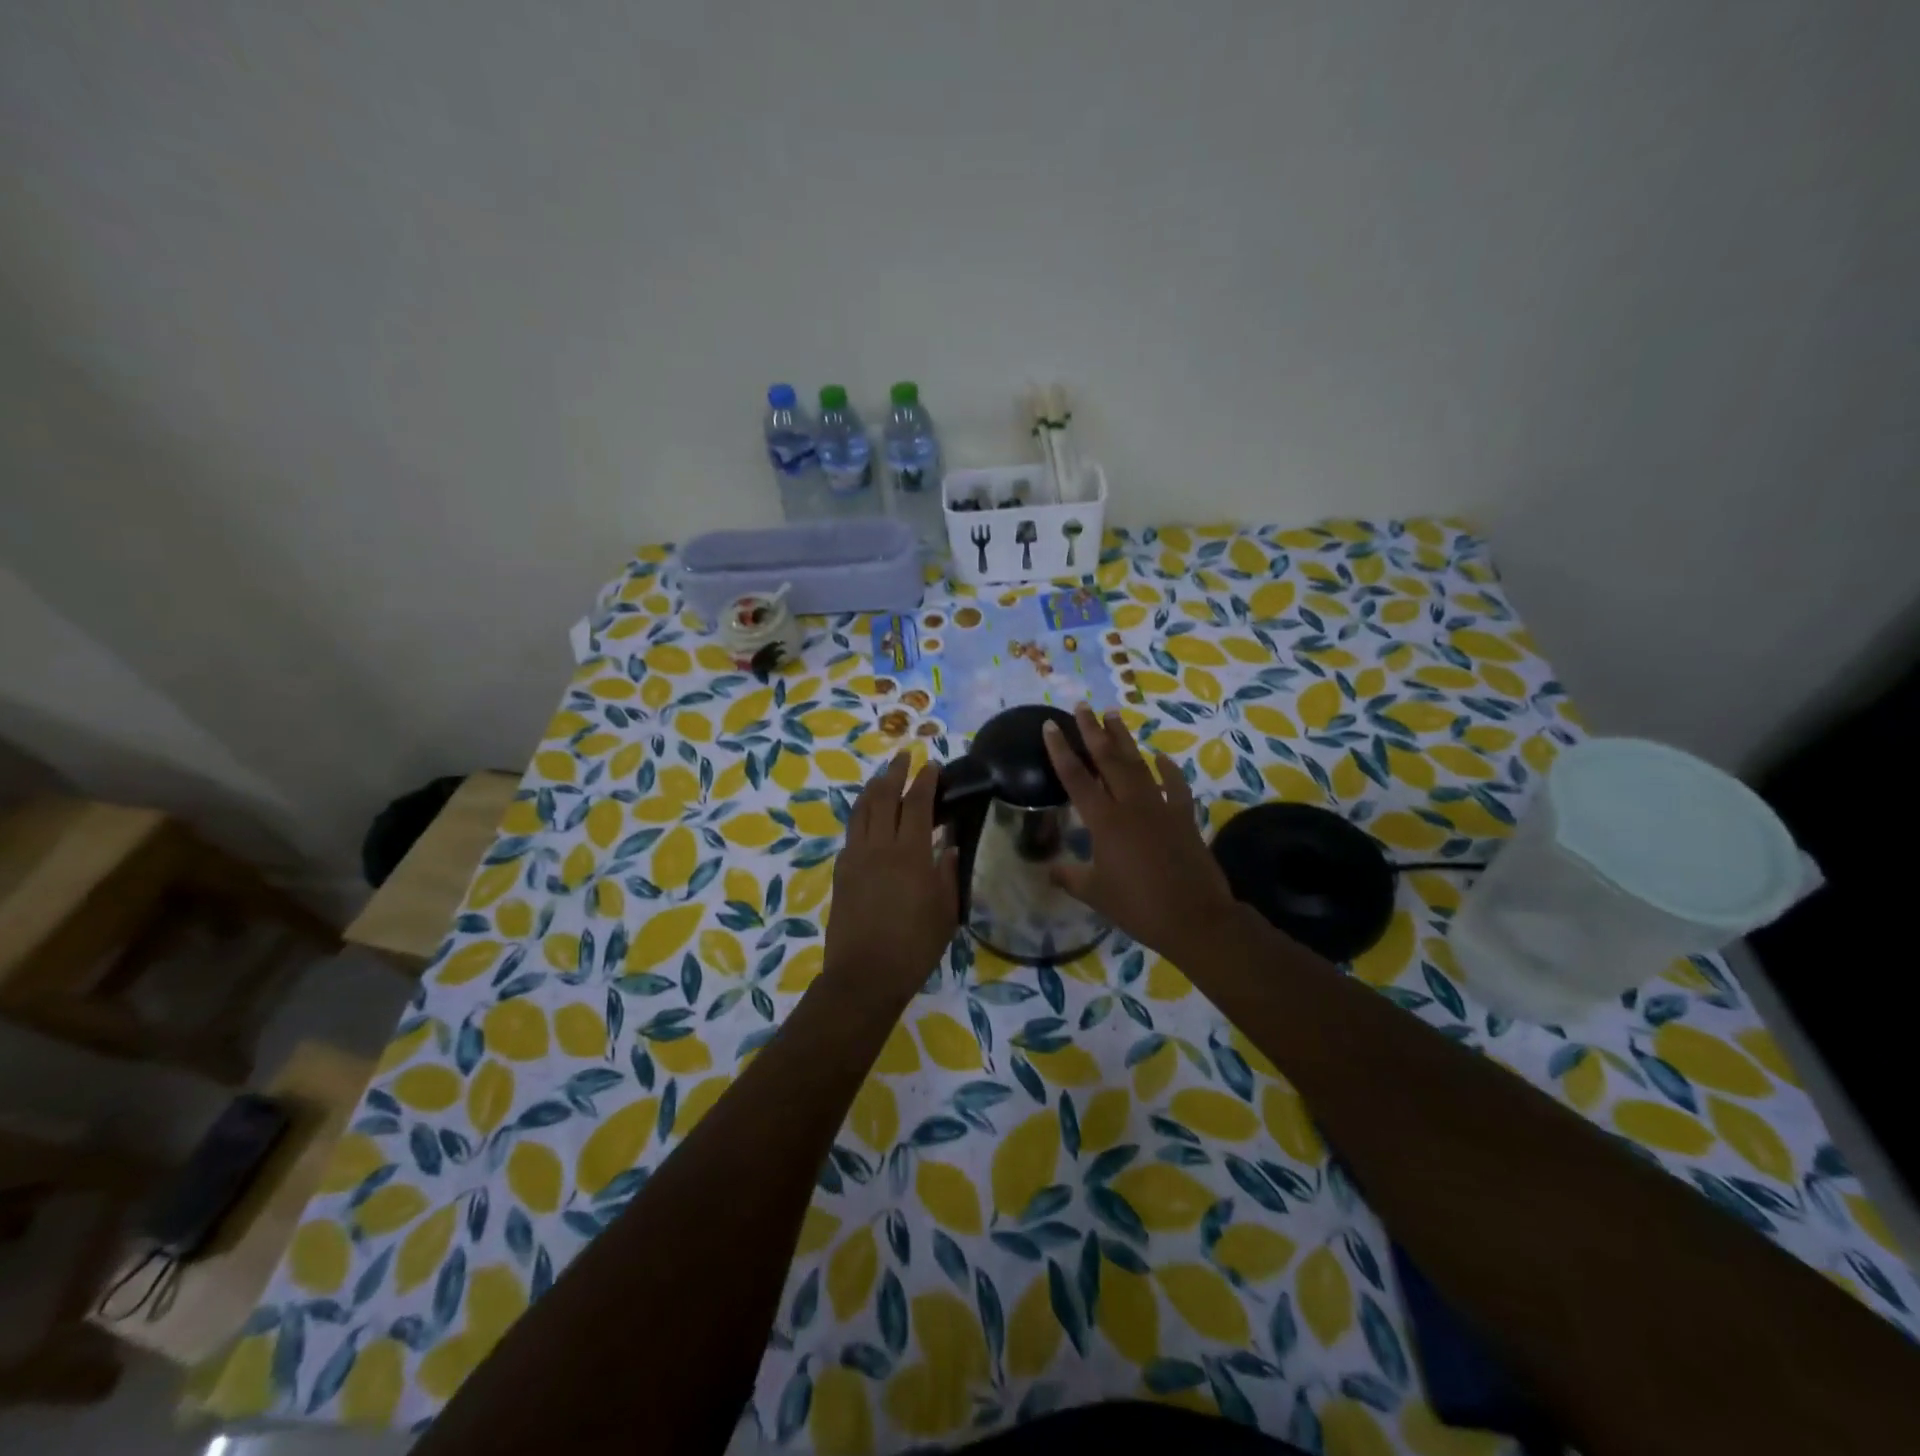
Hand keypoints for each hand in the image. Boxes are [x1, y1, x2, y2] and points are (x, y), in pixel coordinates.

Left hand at [823, 754, 959, 1000]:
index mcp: (910, 853)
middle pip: (883, 796)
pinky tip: (867, 819)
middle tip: (903, 756)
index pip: (917, 803)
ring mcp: (855, 857)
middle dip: (894, 772)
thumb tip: (948, 846)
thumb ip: (948, 873)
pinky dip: (861, 817)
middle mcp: (878, 846)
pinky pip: (851, 834)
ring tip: (882, 776)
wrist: (865, 974)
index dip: (925, 780)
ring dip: (873, 788)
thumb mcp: (946, 911)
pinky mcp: (840, 872)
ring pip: (861, 810)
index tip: (933, 765)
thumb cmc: (915, 945)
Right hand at [1044, 702, 1239, 963]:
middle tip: (1082, 706)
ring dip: (1125, 739)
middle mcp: (1131, 805)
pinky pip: (1175, 786)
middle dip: (1093, 731)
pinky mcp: (1184, 817)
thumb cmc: (1138, 906)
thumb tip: (1048, 870)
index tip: (1051, 725)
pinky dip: (1168, 769)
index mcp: (1105, 821)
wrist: (1195, 917)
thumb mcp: (1095, 893)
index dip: (1061, 750)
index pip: (1076, 777)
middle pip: (1108, 759)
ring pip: (1139, 764)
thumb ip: (1070, 877)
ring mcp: (1161, 807)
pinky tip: (1161, 756)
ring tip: (1114, 715)